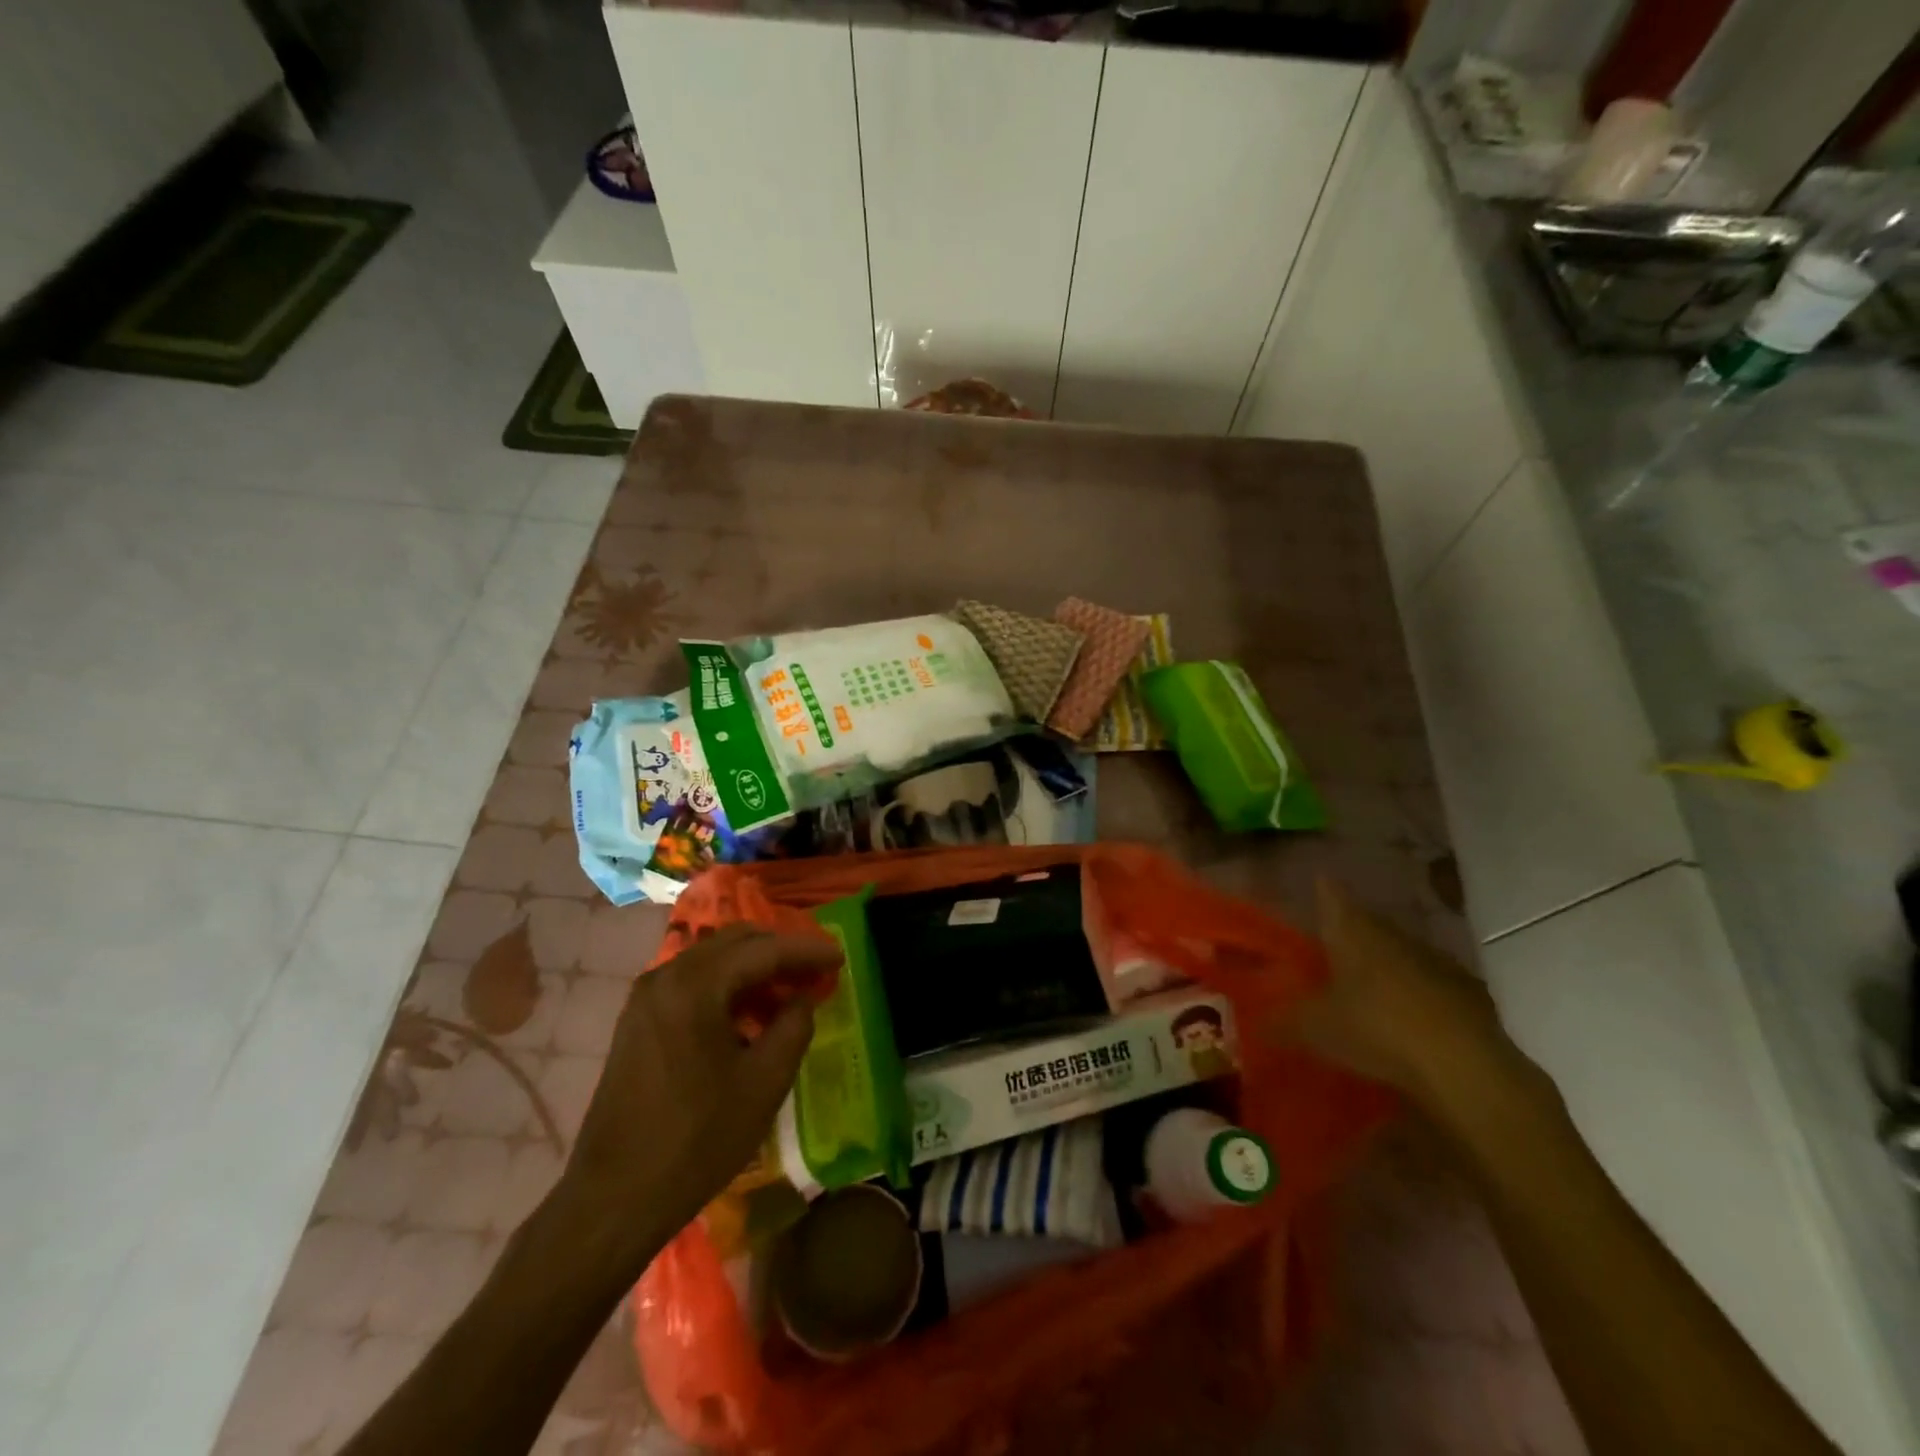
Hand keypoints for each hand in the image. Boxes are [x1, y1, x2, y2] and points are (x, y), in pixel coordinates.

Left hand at [555, 924, 840, 1275]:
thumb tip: (801, 999)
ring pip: (714, 959)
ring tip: (789, 996)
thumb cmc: (697, 1140)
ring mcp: (647, 997)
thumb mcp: (764, 1083)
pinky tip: (749, 1017)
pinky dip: (727, 987)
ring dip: (754, 969)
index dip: (807, 950)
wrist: (614, 1198)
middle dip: (781, 952)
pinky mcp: (639, 1019)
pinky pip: (693, 982)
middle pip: (736, 942)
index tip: (840, 956)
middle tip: (816, 972)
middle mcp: (666, 976)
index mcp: (695, 985)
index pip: (764, 949)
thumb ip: (794, 1027)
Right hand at [1292, 879, 1524, 1105]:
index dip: (1323, 890)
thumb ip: (1282, 1021)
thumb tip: (1255, 1022)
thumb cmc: (1375, 1029)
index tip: (1317, 882)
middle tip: (1331, 946)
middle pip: (1367, 924)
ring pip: (1401, 952)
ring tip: (1368, 986)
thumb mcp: (1314, 1029)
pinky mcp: (1469, 993)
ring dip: (1386, 964)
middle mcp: (1392, 936)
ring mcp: (1435, 961)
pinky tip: (1410, 1017)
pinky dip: (1418, 993)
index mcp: (1352, 932)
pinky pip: (1432, 984)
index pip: (1332, 897)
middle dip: (1351, 932)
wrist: (1463, 1066)